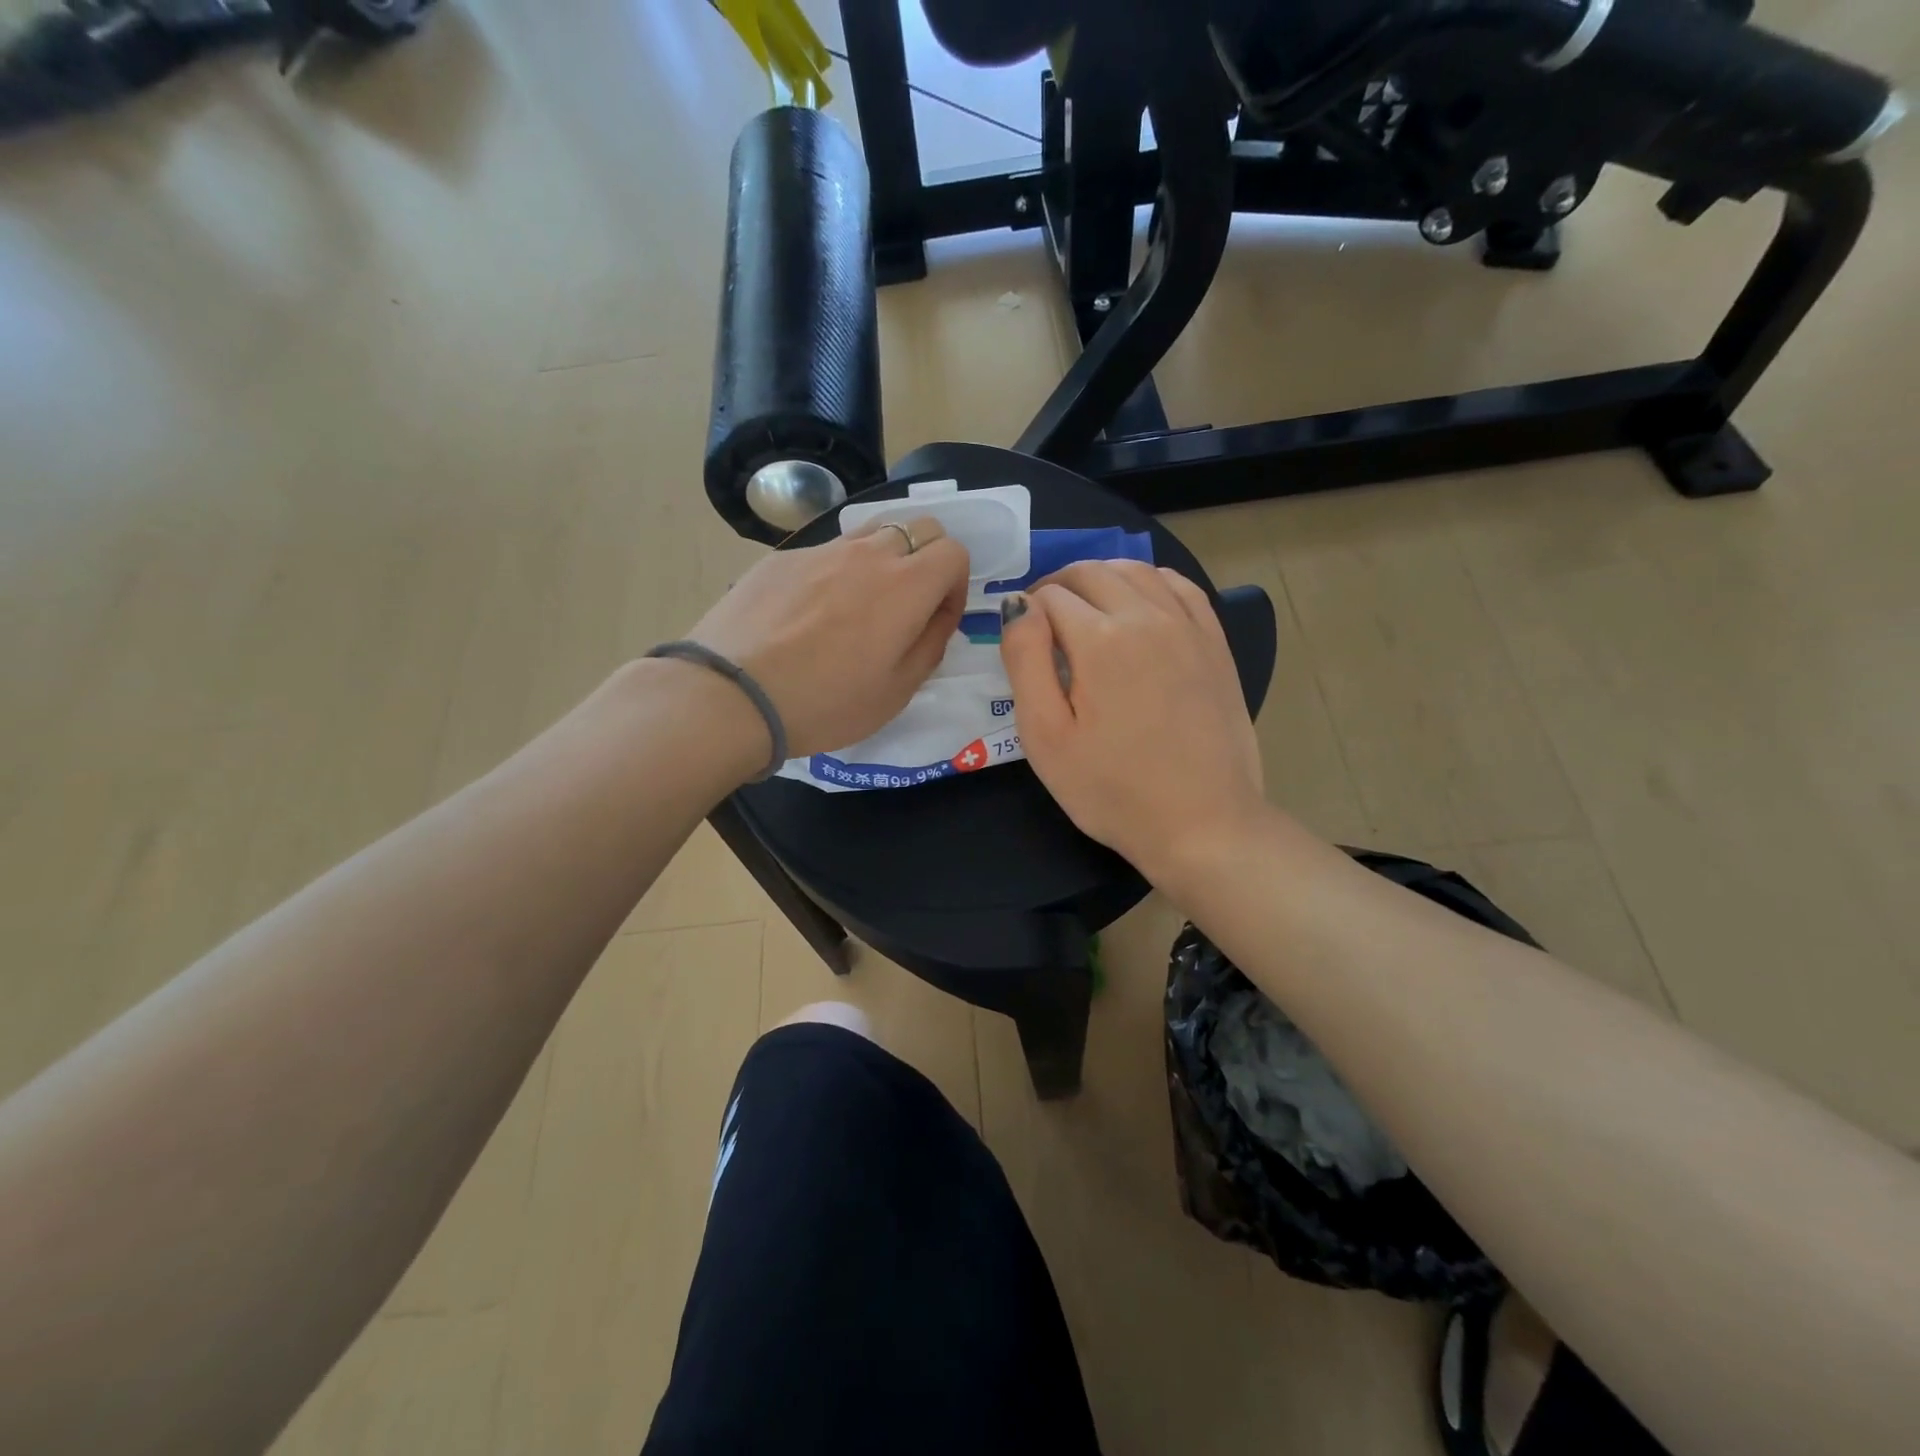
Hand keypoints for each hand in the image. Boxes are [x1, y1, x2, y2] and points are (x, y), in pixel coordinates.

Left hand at [686, 518, 968, 758]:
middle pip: (919, 527)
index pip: (954, 552)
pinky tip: (810, 615)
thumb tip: (938, 615)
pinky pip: (826, 552)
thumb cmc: (825, 703)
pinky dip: (836, 571)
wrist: (732, 695)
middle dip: (928, 559)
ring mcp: (821, 550)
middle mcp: (868, 554)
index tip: (937, 618)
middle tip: (908, 606)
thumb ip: (930, 644)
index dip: (956, 584)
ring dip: (884, 559)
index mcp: (906, 586)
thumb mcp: (896, 692)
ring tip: (860, 605)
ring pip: (872, 532)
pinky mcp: (782, 558)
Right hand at [999, 560, 1264, 879]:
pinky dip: (1150, 582)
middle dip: (1059, 586)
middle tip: (1044, 621)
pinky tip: (1139, 603)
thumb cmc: (1112, 790)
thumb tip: (1018, 605)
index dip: (1026, 611)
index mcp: (1100, 640)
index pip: (1049, 596)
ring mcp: (1188, 627)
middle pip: (1092, 573)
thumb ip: (1025, 661)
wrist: (1203, 823)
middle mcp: (1147, 617)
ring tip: (1085, 608)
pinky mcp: (1215, 644)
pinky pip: (1181, 587)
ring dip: (1101, 578)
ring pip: (1137, 571)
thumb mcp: (1046, 736)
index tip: (1021, 641)